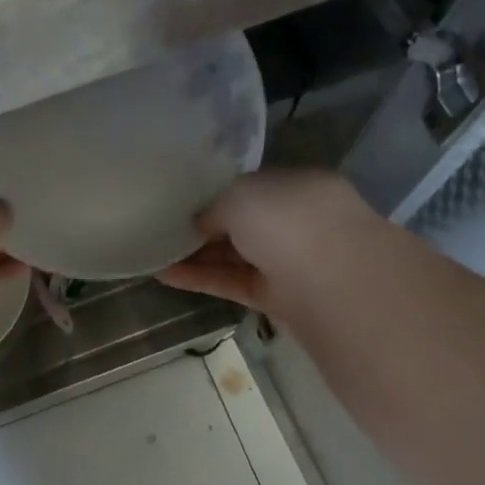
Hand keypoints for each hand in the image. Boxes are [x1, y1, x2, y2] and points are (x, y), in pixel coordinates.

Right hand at [158, 170, 377, 315]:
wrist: (332, 281)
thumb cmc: (288, 220)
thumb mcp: (240, 196)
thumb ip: (214, 207)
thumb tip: (199, 224)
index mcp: (295, 186)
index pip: (250, 188)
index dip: (214, 194)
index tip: (179, 200)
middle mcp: (294, 222)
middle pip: (241, 224)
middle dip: (202, 226)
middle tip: (159, 227)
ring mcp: (287, 263)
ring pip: (234, 256)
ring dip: (195, 255)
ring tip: (152, 251)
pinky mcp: (276, 298)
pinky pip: (232, 283)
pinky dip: (200, 279)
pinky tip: (163, 275)